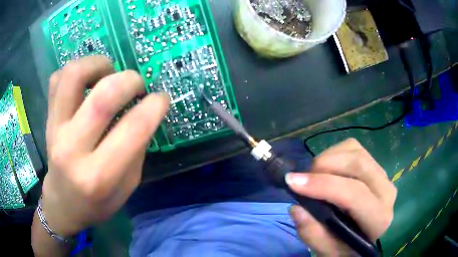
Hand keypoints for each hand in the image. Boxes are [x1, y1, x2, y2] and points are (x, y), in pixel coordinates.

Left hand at [41, 56, 168, 235]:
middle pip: (102, 97)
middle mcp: (72, 150)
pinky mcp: (47, 118)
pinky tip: (85, 83)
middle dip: (130, 80)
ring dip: (98, 64)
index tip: (161, 98)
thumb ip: (136, 149)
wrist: (63, 204)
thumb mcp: (127, 187)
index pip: (133, 128)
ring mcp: (55, 129)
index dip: (155, 105)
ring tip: (108, 73)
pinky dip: (75, 71)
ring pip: (74, 75)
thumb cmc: (97, 204)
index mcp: (99, 176)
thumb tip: (145, 111)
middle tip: (137, 85)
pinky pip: (57, 78)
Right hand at [286, 138, 396, 255]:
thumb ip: (313, 235)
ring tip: (313, 176)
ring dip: (328, 158)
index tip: (292, 182)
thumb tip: (296, 208)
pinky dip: (334, 153)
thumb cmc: (345, 247)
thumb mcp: (326, 251)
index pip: (354, 194)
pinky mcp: (375, 164)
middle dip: (324, 166)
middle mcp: (386, 192)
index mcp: (379, 219)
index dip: (323, 185)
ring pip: (355, 151)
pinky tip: (327, 170)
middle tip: (301, 179)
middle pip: (357, 164)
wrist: (361, 236)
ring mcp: (383, 174)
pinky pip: (354, 147)